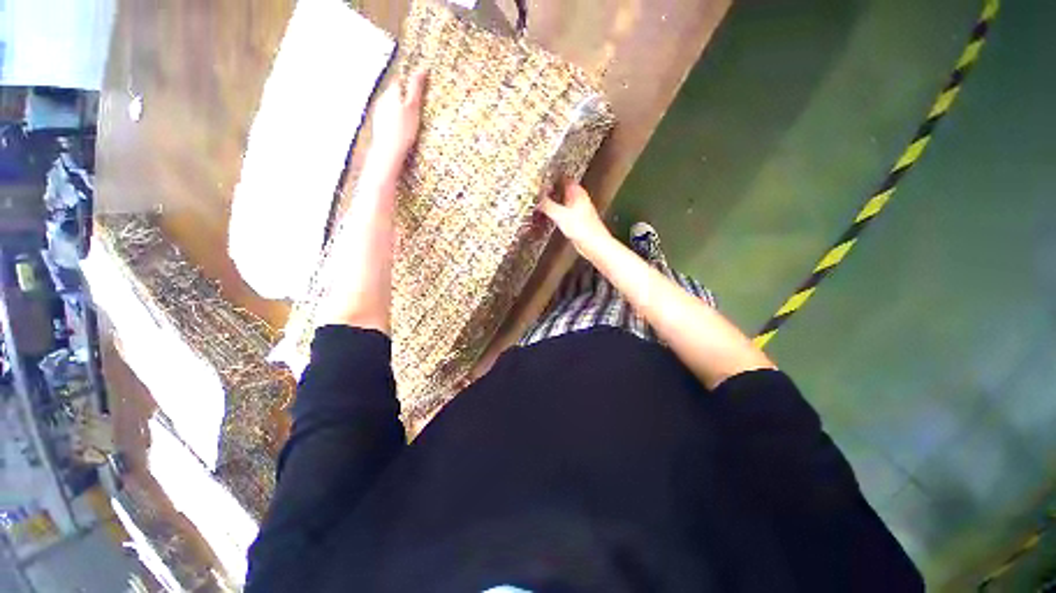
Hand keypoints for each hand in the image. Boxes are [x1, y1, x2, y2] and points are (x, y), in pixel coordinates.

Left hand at [367, 68, 428, 173]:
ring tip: (409, 119)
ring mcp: (379, 112)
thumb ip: (416, 88)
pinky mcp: (379, 124)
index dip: (409, 81)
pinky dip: (394, 119)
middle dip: (403, 95)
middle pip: (394, 92)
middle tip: (416, 105)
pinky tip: (401, 128)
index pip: (400, 80)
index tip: (418, 87)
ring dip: (398, 107)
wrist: (389, 150)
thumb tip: (422, 69)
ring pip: (390, 104)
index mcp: (392, 93)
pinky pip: (388, 117)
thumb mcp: (413, 107)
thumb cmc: (403, 129)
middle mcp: (383, 99)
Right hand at [539, 182, 610, 252]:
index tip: (538, 177)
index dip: (550, 176)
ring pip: (560, 201)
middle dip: (548, 189)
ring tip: (536, 200)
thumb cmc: (583, 229)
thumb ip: (547, 205)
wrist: (594, 245)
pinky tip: (545, 215)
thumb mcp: (560, 215)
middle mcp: (577, 198)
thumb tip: (535, 199)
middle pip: (560, 189)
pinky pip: (560, 212)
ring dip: (550, 201)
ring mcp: (575, 209)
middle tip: (533, 189)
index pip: (562, 177)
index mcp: (577, 192)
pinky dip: (553, 211)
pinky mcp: (573, 220)